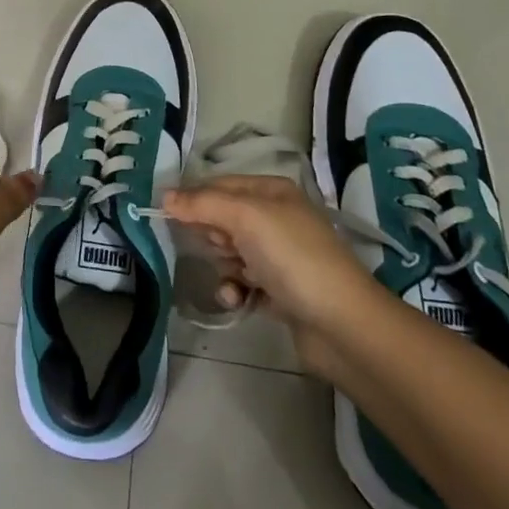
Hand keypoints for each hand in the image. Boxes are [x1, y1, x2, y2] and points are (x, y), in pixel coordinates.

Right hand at [163, 175, 379, 382]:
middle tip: (221, 248)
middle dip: (212, 235)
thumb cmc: (293, 258)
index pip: (219, 184)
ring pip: (229, 252)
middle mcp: (276, 217)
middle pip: (223, 218)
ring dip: (223, 267)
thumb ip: (202, 204)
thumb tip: (165, 196)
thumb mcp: (245, 218)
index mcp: (272, 191)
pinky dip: (235, 289)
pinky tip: (238, 300)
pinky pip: (242, 282)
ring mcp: (279, 255)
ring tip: (234, 280)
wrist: (342, 325)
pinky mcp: (279, 290)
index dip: (194, 198)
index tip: (167, 216)